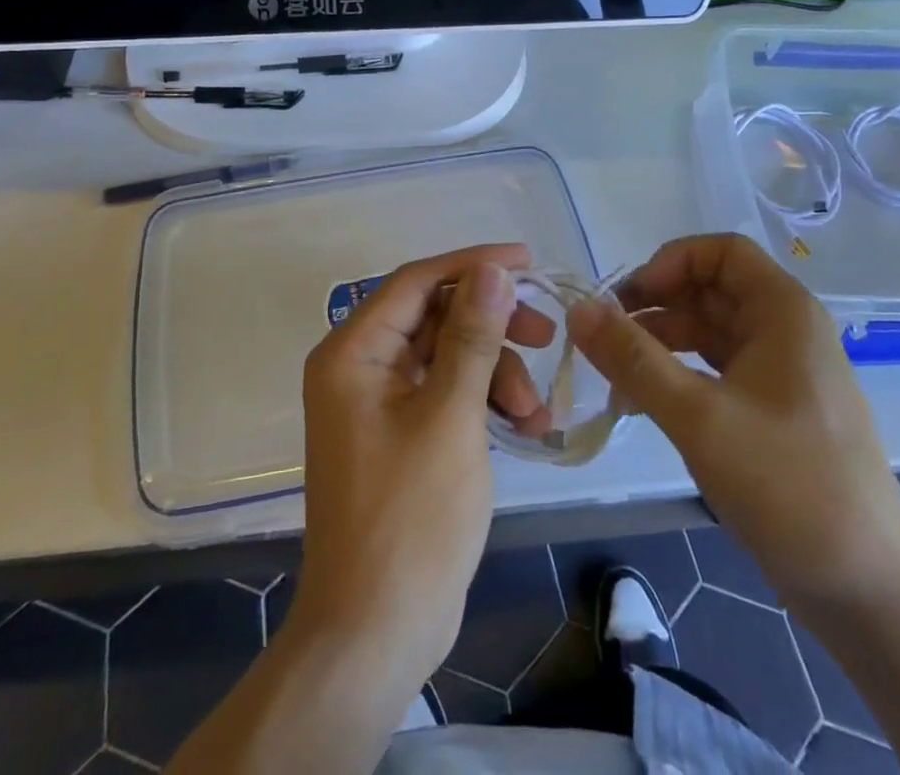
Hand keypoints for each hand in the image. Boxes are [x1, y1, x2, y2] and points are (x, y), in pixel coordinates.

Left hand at [290, 243, 554, 688]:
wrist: (375, 636)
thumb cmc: (410, 519)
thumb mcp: (451, 417)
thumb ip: (473, 336)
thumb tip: (492, 270)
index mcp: (353, 352)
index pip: (416, 281)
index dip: (472, 265)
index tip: (528, 263)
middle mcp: (359, 366)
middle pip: (434, 317)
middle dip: (493, 327)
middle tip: (546, 336)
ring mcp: (378, 402)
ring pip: (447, 356)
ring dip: (496, 372)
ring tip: (537, 413)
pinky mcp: (399, 434)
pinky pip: (446, 393)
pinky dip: (484, 401)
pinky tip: (526, 425)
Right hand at [567, 234, 899, 605]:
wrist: (869, 591)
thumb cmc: (789, 486)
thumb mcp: (699, 416)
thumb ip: (633, 359)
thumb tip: (576, 309)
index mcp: (783, 312)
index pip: (720, 252)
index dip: (669, 263)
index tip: (627, 299)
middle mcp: (785, 331)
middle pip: (709, 290)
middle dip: (654, 307)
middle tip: (603, 338)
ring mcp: (781, 373)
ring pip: (709, 333)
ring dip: (659, 345)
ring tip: (613, 377)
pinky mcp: (774, 412)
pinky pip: (716, 371)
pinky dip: (677, 377)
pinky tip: (641, 404)